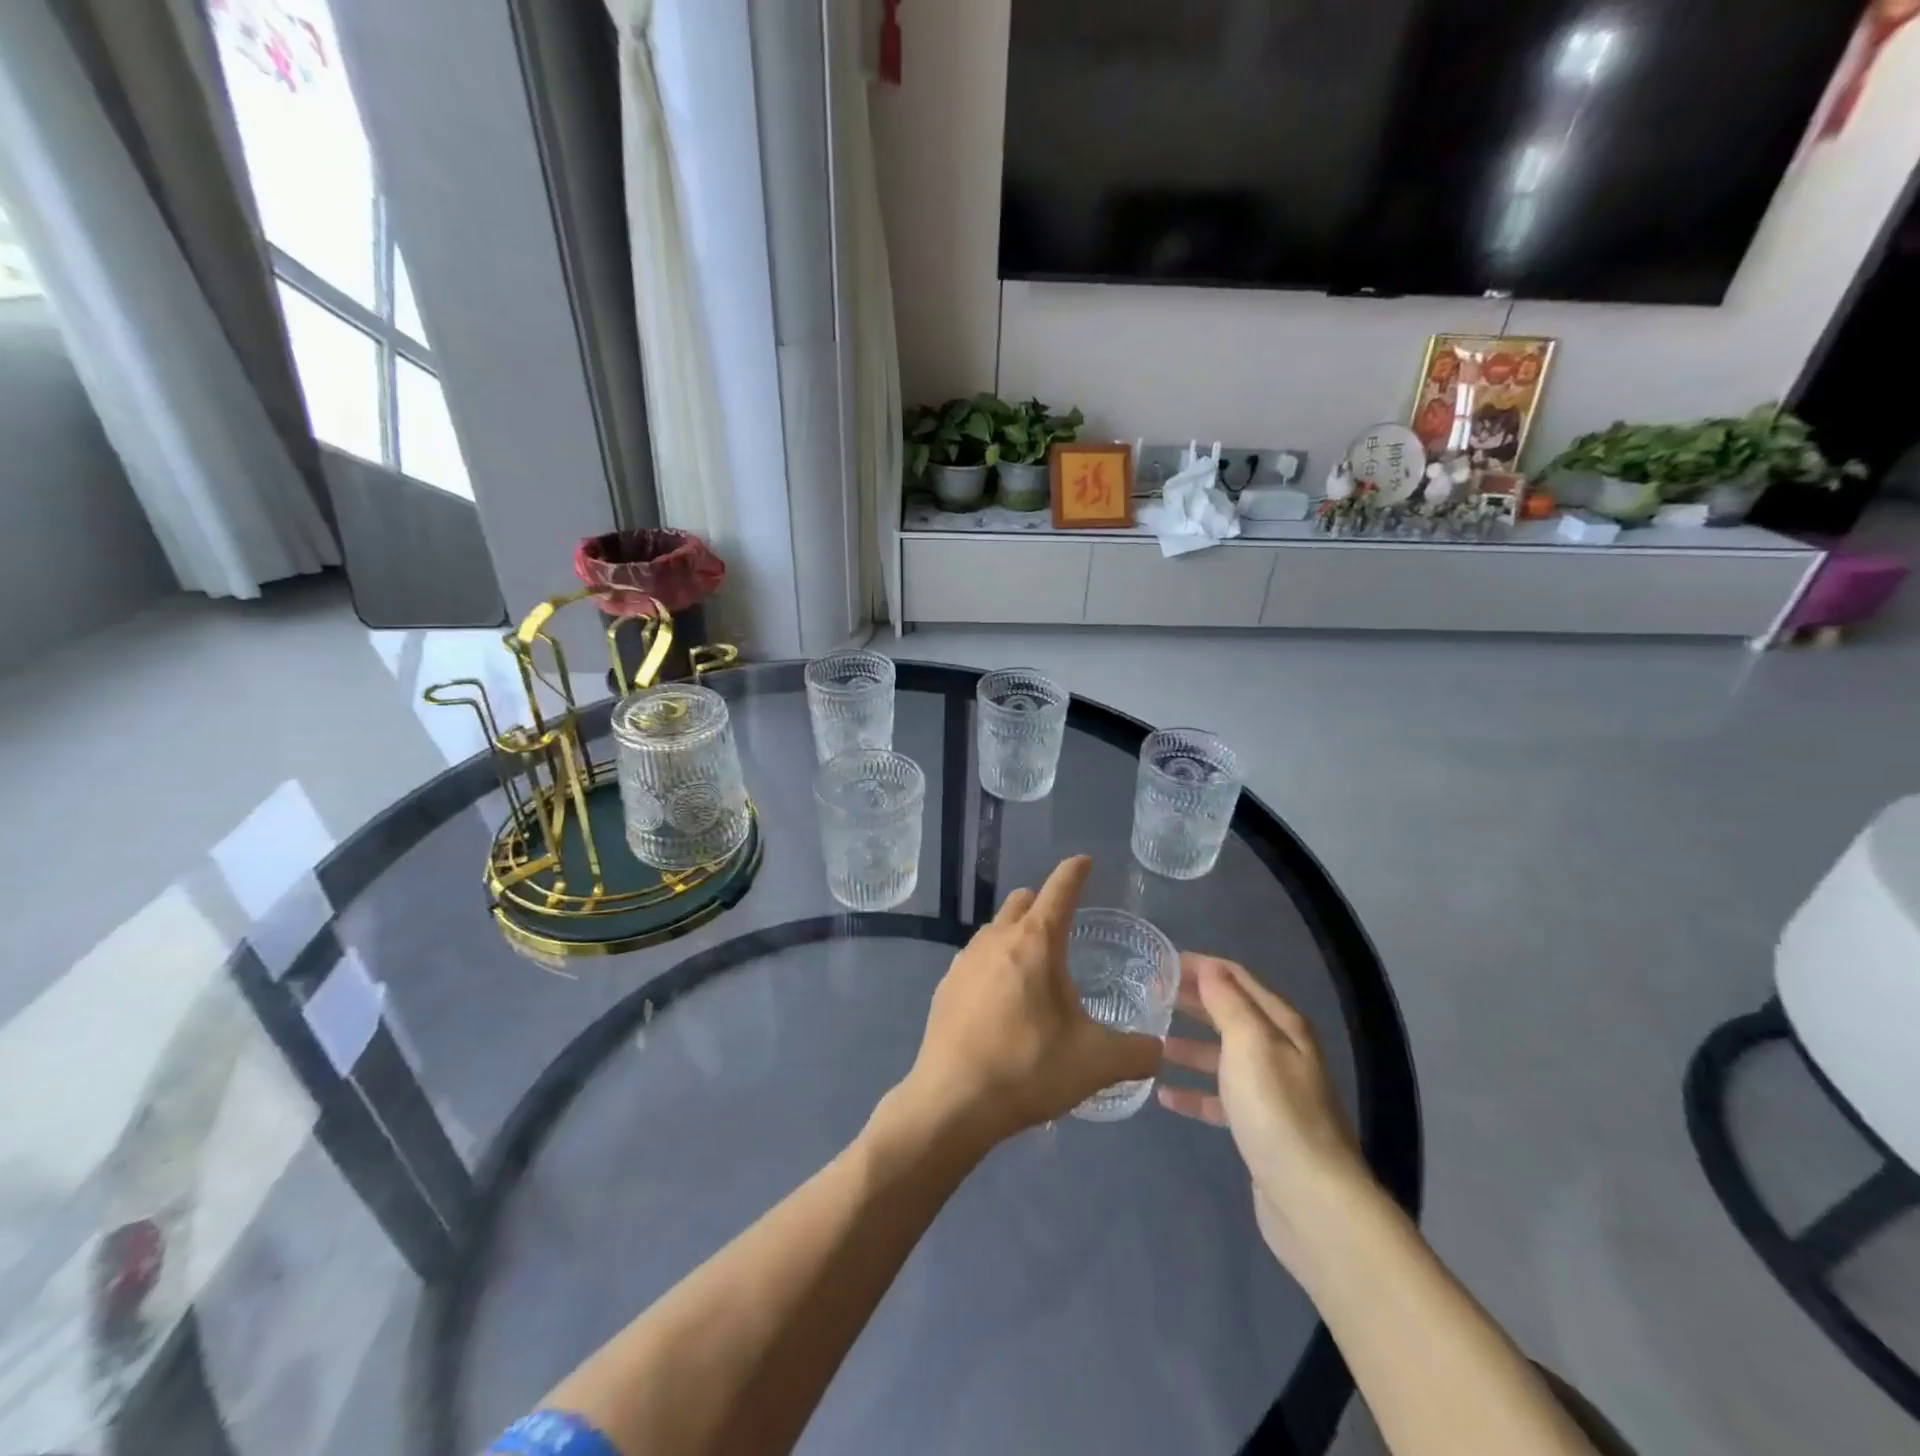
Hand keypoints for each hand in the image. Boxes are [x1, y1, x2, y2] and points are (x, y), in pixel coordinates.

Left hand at [894, 857, 1162, 1148]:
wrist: (952, 1102)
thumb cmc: (1028, 1068)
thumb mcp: (1096, 1063)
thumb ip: (1137, 1052)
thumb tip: (1159, 1049)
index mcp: (1034, 942)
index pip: (1059, 890)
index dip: (1074, 873)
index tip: (1084, 862)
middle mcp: (995, 939)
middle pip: (1021, 902)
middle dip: (1044, 903)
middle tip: (1065, 927)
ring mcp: (963, 961)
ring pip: (995, 930)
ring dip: (1017, 935)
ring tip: (1036, 971)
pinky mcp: (945, 987)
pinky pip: (976, 960)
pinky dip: (995, 965)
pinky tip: (1003, 1003)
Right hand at [1158, 954, 1374, 1280]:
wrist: (1312, 1200)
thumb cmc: (1276, 1110)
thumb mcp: (1249, 1043)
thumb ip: (1227, 1002)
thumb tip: (1209, 967)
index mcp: (1282, 1025)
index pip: (1237, 978)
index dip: (1201, 966)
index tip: (1160, 961)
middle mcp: (1279, 1051)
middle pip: (1229, 1014)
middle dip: (1192, 1001)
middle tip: (1148, 994)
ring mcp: (1270, 1092)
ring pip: (1222, 1056)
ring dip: (1188, 1046)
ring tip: (1151, 1041)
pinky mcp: (1258, 1127)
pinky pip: (1220, 1099)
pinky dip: (1194, 1093)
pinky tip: (1165, 1096)